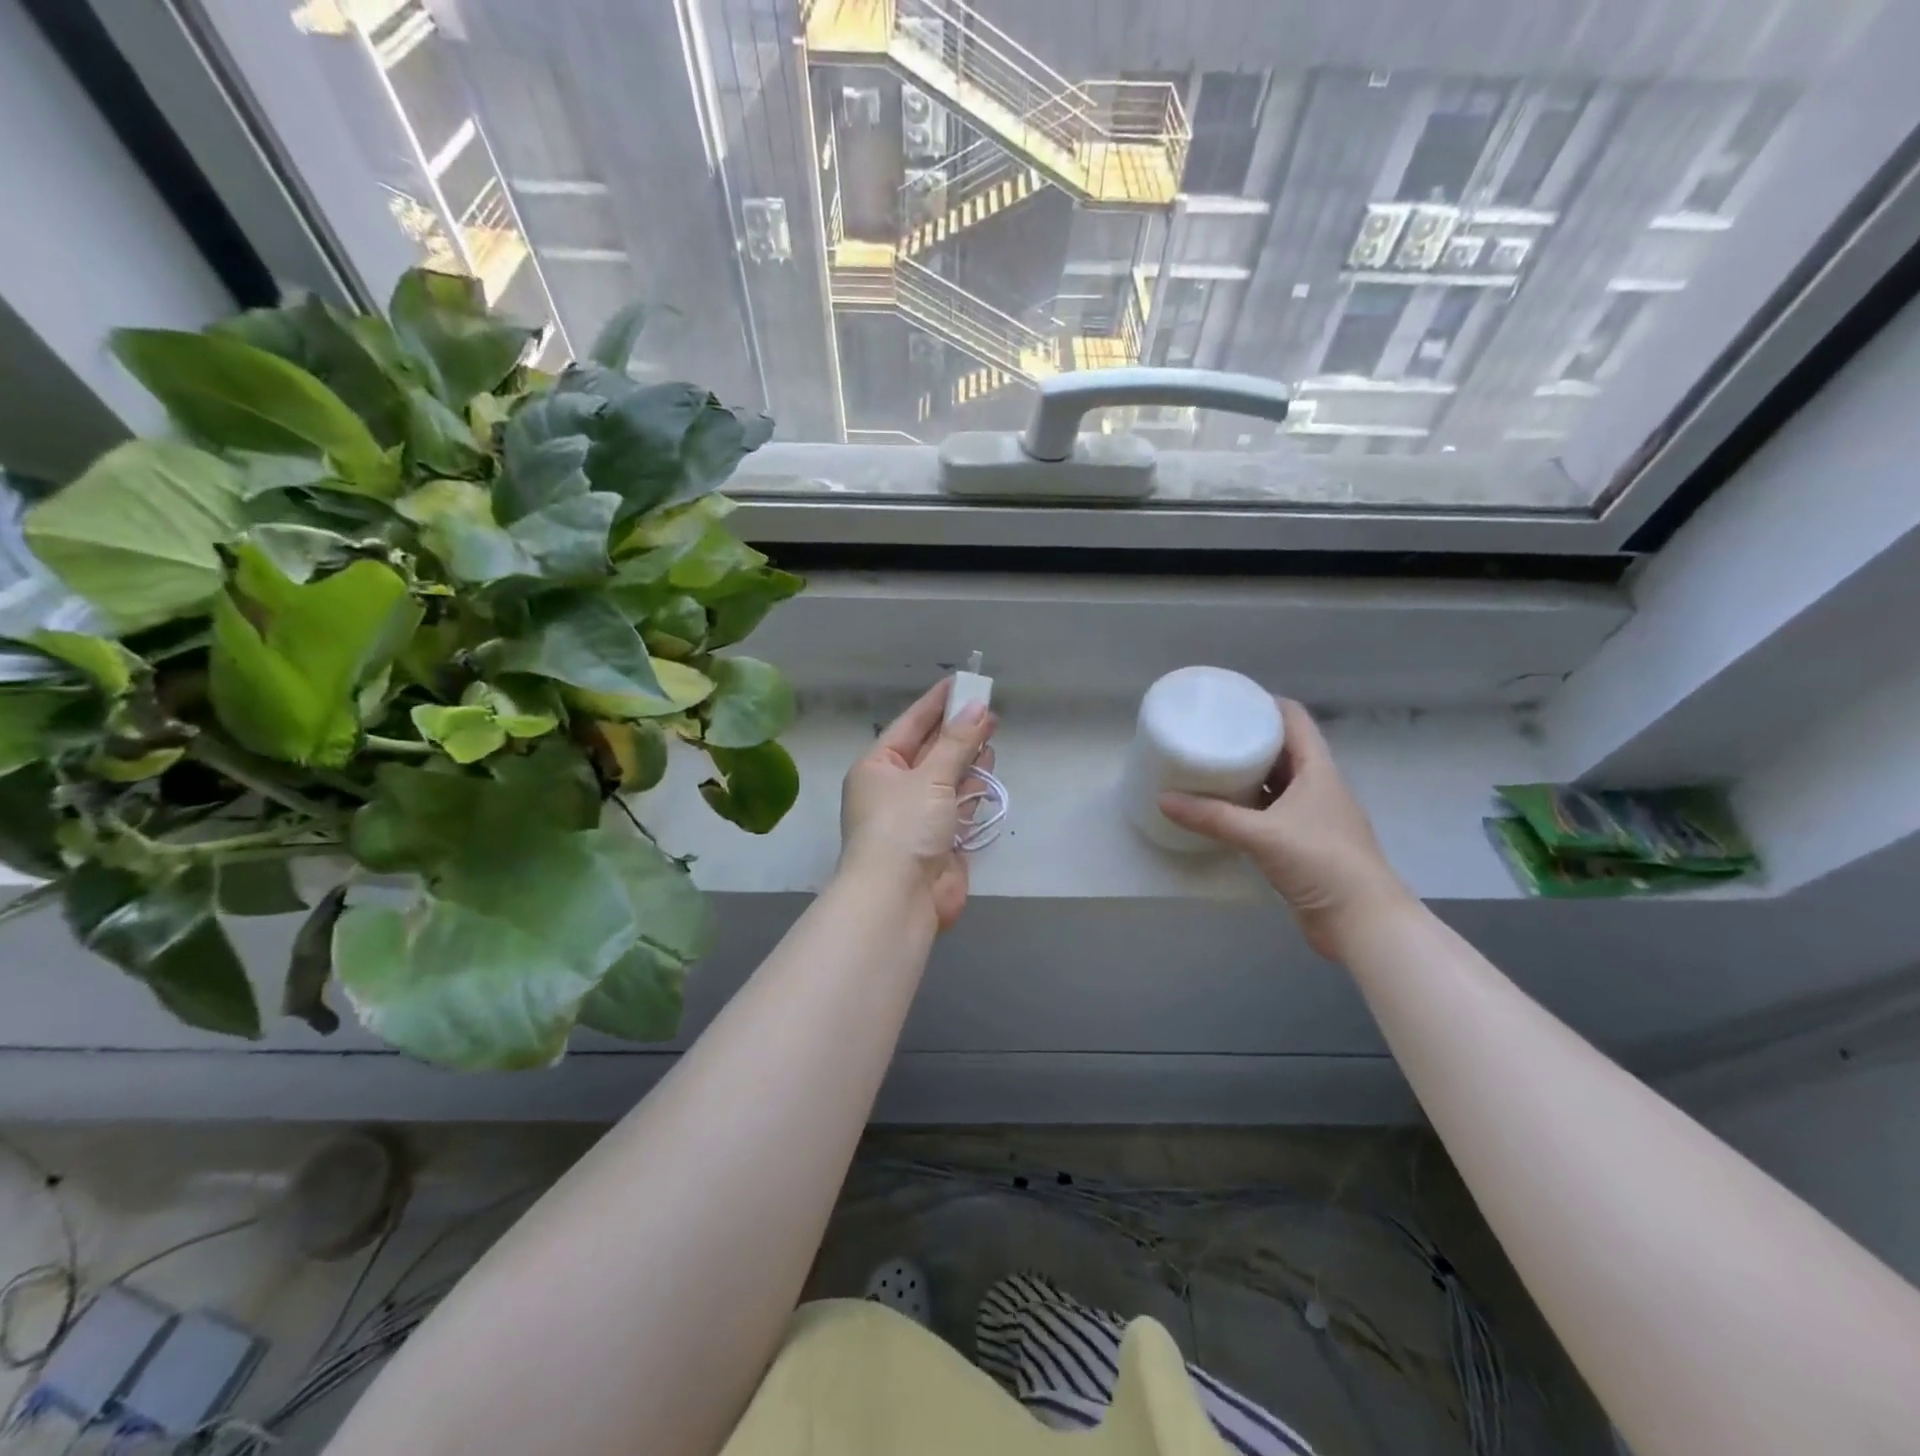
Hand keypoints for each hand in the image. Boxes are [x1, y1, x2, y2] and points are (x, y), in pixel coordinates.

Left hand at [839, 678, 996, 930]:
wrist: (899, 899)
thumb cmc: (904, 827)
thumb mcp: (930, 777)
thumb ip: (957, 743)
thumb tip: (979, 708)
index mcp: (877, 767)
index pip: (910, 725)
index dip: (936, 703)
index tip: (961, 682)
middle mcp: (894, 788)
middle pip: (930, 750)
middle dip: (957, 730)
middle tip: (988, 707)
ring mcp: (917, 816)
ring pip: (946, 776)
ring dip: (967, 756)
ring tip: (992, 731)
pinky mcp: (940, 839)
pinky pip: (958, 804)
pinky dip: (973, 787)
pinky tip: (988, 769)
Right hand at [1160, 699, 1411, 958]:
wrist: (1362, 921)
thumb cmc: (1321, 862)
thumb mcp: (1261, 834)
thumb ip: (1212, 817)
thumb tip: (1163, 800)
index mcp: (1318, 770)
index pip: (1295, 719)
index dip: (1265, 703)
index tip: (1230, 700)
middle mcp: (1318, 787)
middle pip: (1283, 749)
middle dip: (1249, 739)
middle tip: (1209, 734)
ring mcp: (1313, 817)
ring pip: (1277, 784)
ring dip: (1248, 775)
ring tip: (1209, 767)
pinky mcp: (1304, 845)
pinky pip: (1271, 814)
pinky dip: (1249, 808)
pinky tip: (1222, 812)